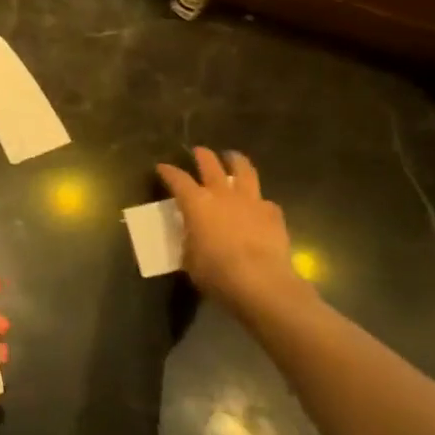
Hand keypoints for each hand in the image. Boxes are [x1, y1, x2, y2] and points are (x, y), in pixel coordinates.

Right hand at [156, 148, 314, 320]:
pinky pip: (265, 201)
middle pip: (209, 163)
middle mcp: (222, 193)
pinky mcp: (272, 213)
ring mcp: (250, 200)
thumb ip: (190, 242)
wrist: (261, 282)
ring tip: (233, 158)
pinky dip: (259, 202)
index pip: (177, 179)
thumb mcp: (191, 260)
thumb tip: (193, 237)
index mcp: (196, 203)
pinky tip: (259, 208)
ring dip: (236, 161)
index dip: (168, 171)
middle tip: (199, 152)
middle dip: (202, 155)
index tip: (162, 167)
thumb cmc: (217, 273)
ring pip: (243, 169)